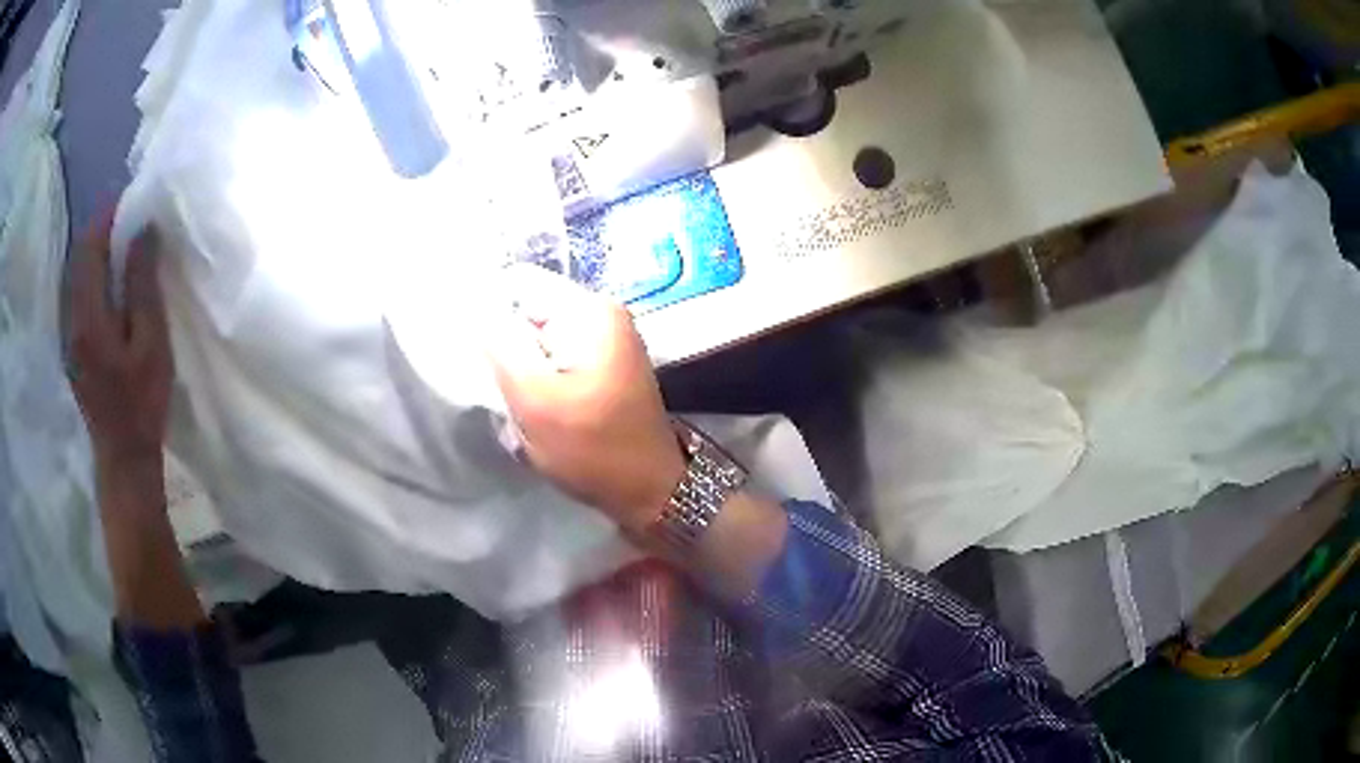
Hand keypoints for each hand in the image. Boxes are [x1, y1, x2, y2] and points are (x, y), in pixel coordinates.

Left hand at [68, 218, 171, 469]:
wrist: (123, 458)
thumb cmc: (142, 402)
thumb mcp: (151, 343)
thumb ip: (143, 285)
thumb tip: (144, 231)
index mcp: (89, 316)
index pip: (90, 247)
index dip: (109, 217)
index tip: (133, 204)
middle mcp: (72, 319)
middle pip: (80, 257)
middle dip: (102, 231)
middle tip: (131, 222)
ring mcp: (70, 335)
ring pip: (78, 276)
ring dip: (98, 253)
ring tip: (124, 247)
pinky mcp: (74, 346)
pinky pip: (80, 295)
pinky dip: (94, 277)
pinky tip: (112, 283)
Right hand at [486, 267, 685, 533]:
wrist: (649, 493)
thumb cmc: (593, 449)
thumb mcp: (535, 398)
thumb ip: (500, 345)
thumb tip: (475, 304)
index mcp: (591, 311)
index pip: (519, 283)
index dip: (487, 310)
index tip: (475, 352)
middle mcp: (601, 315)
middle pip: (528, 312)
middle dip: (505, 348)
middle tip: (501, 389)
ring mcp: (604, 342)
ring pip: (536, 341)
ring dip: (520, 373)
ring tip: (520, 407)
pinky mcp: (602, 368)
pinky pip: (554, 362)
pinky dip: (538, 385)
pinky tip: (537, 414)